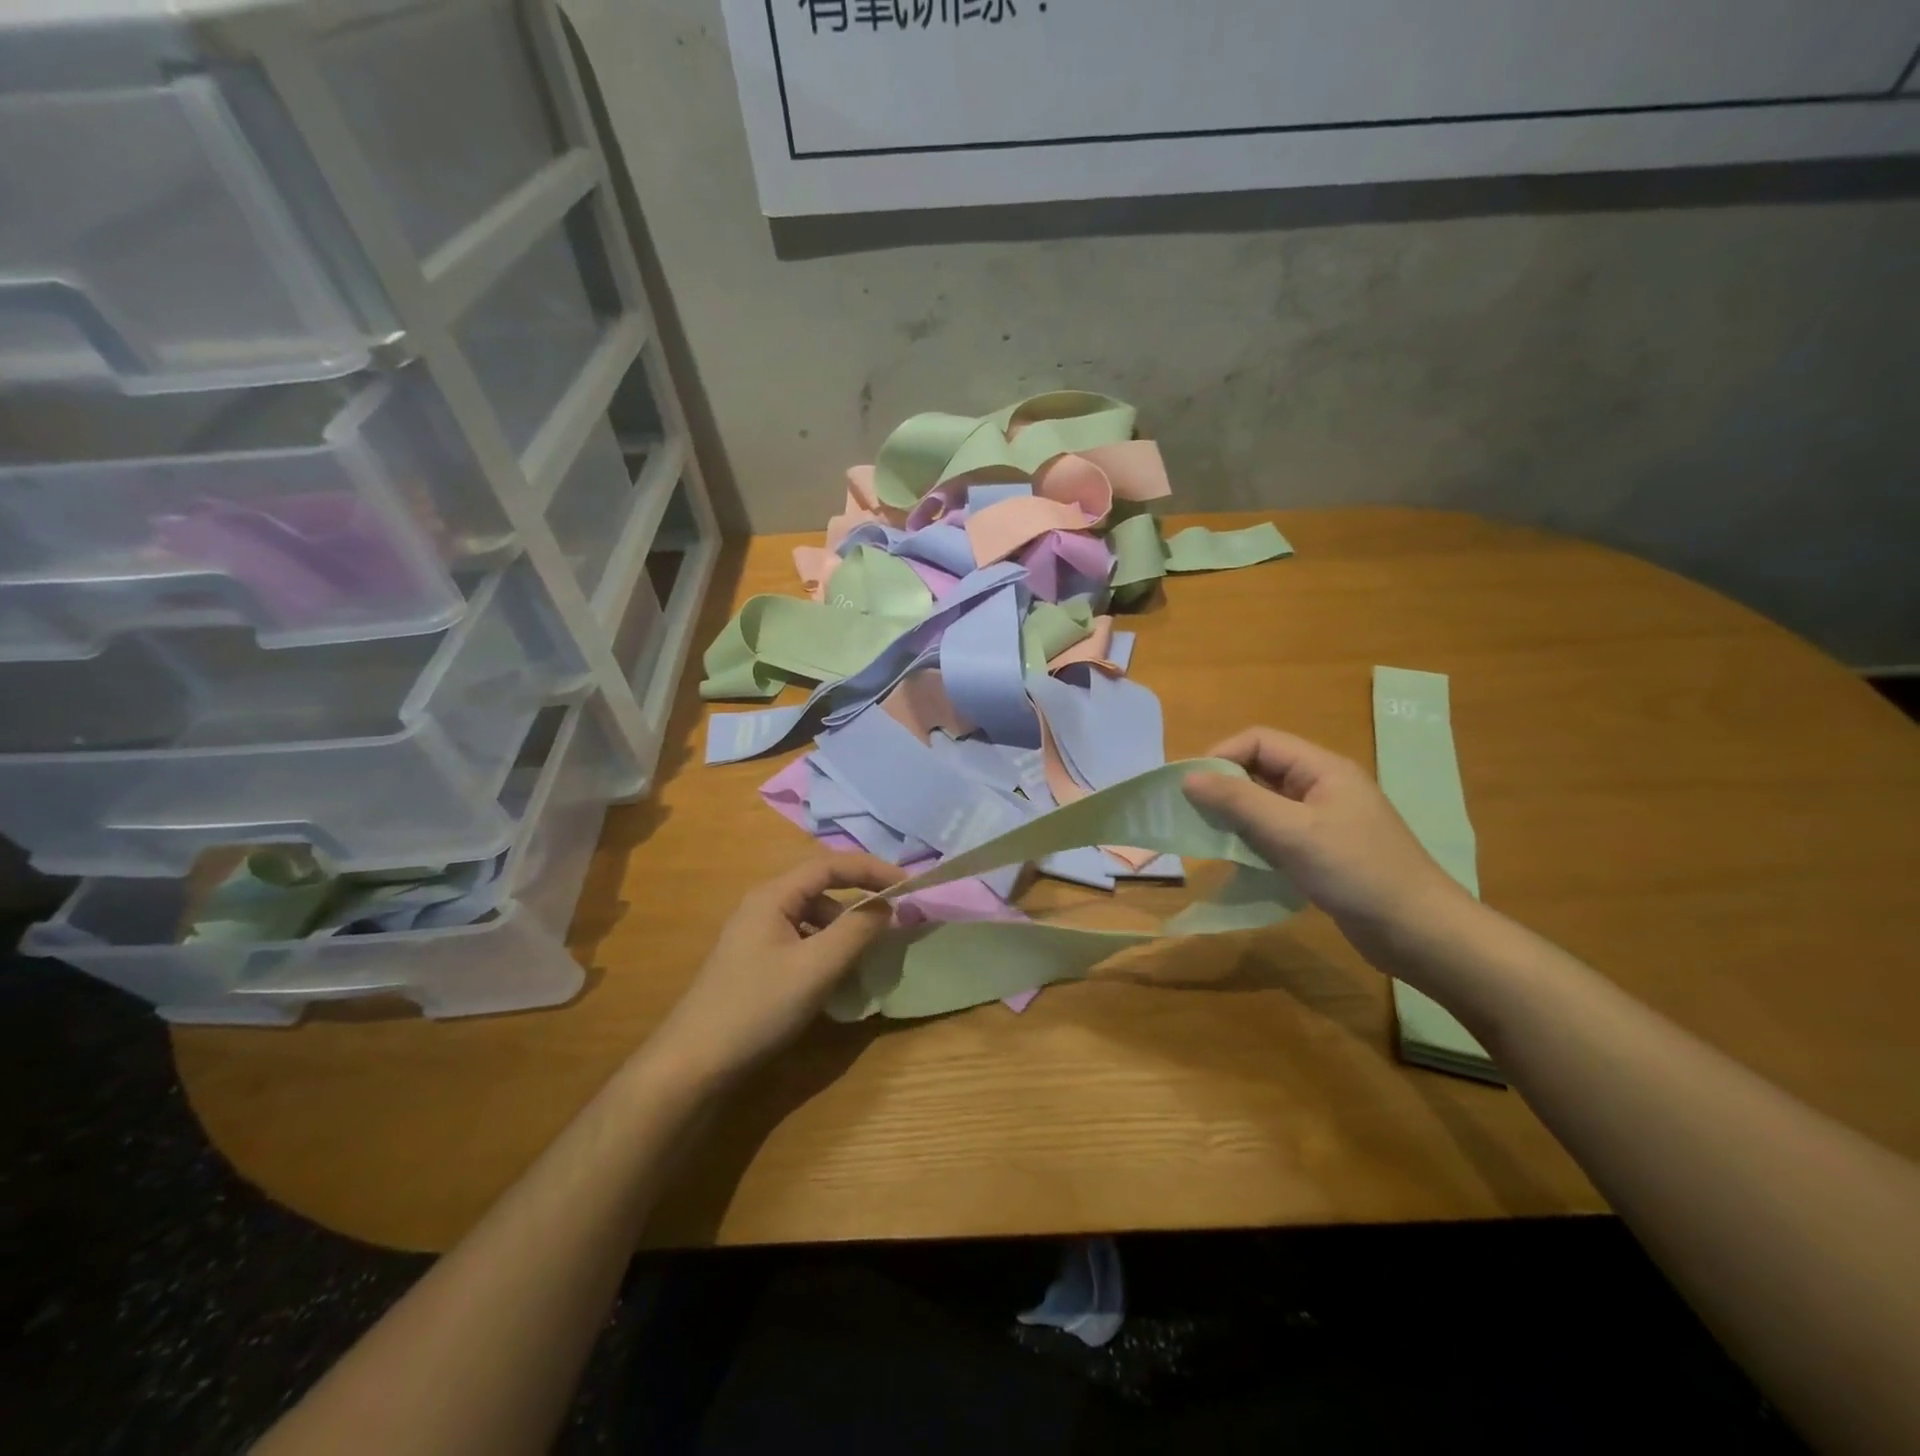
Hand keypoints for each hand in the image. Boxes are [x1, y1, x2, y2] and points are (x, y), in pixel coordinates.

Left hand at [645, 854, 903, 1089]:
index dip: (872, 869)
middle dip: (860, 897)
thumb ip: (856, 931)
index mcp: (773, 896)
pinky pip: (802, 940)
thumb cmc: (757, 1007)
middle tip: (894, 915)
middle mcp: (763, 906)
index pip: (830, 865)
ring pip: (812, 916)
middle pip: (821, 887)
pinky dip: (827, 948)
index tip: (907, 886)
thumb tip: (887, 906)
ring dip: (844, 926)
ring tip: (869, 951)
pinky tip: (837, 974)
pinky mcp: (755, 962)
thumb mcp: (816, 968)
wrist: (693, 1064)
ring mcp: (756, 934)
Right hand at [1182, 728, 1470, 943]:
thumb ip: (1238, 801)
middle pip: (1261, 769)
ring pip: (1266, 803)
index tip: (1191, 788)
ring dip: (1237, 816)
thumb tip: (1189, 777)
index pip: (1259, 741)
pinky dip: (1254, 839)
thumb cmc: (1355, 872)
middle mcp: (1323, 786)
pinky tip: (1241, 860)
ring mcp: (1325, 819)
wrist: (1419, 932)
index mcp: (1322, 768)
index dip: (1221, 756)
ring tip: (1213, 839)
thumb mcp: (1291, 832)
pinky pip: (1277, 831)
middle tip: (1195, 815)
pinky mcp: (1324, 850)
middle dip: (1225, 787)